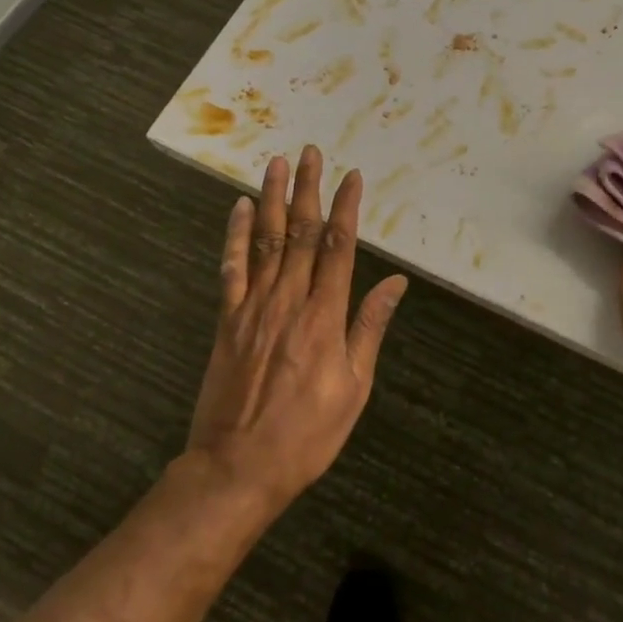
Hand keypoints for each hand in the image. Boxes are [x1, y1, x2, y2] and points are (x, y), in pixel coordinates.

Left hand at [186, 146, 407, 510]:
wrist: (237, 469)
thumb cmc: (307, 433)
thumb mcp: (355, 387)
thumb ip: (370, 328)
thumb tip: (395, 282)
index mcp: (324, 317)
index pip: (338, 248)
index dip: (345, 208)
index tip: (351, 177)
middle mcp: (288, 301)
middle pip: (300, 233)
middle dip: (307, 189)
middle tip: (311, 152)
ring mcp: (253, 307)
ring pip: (265, 241)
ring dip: (272, 199)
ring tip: (277, 163)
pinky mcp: (227, 320)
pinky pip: (231, 268)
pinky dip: (235, 236)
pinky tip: (239, 208)